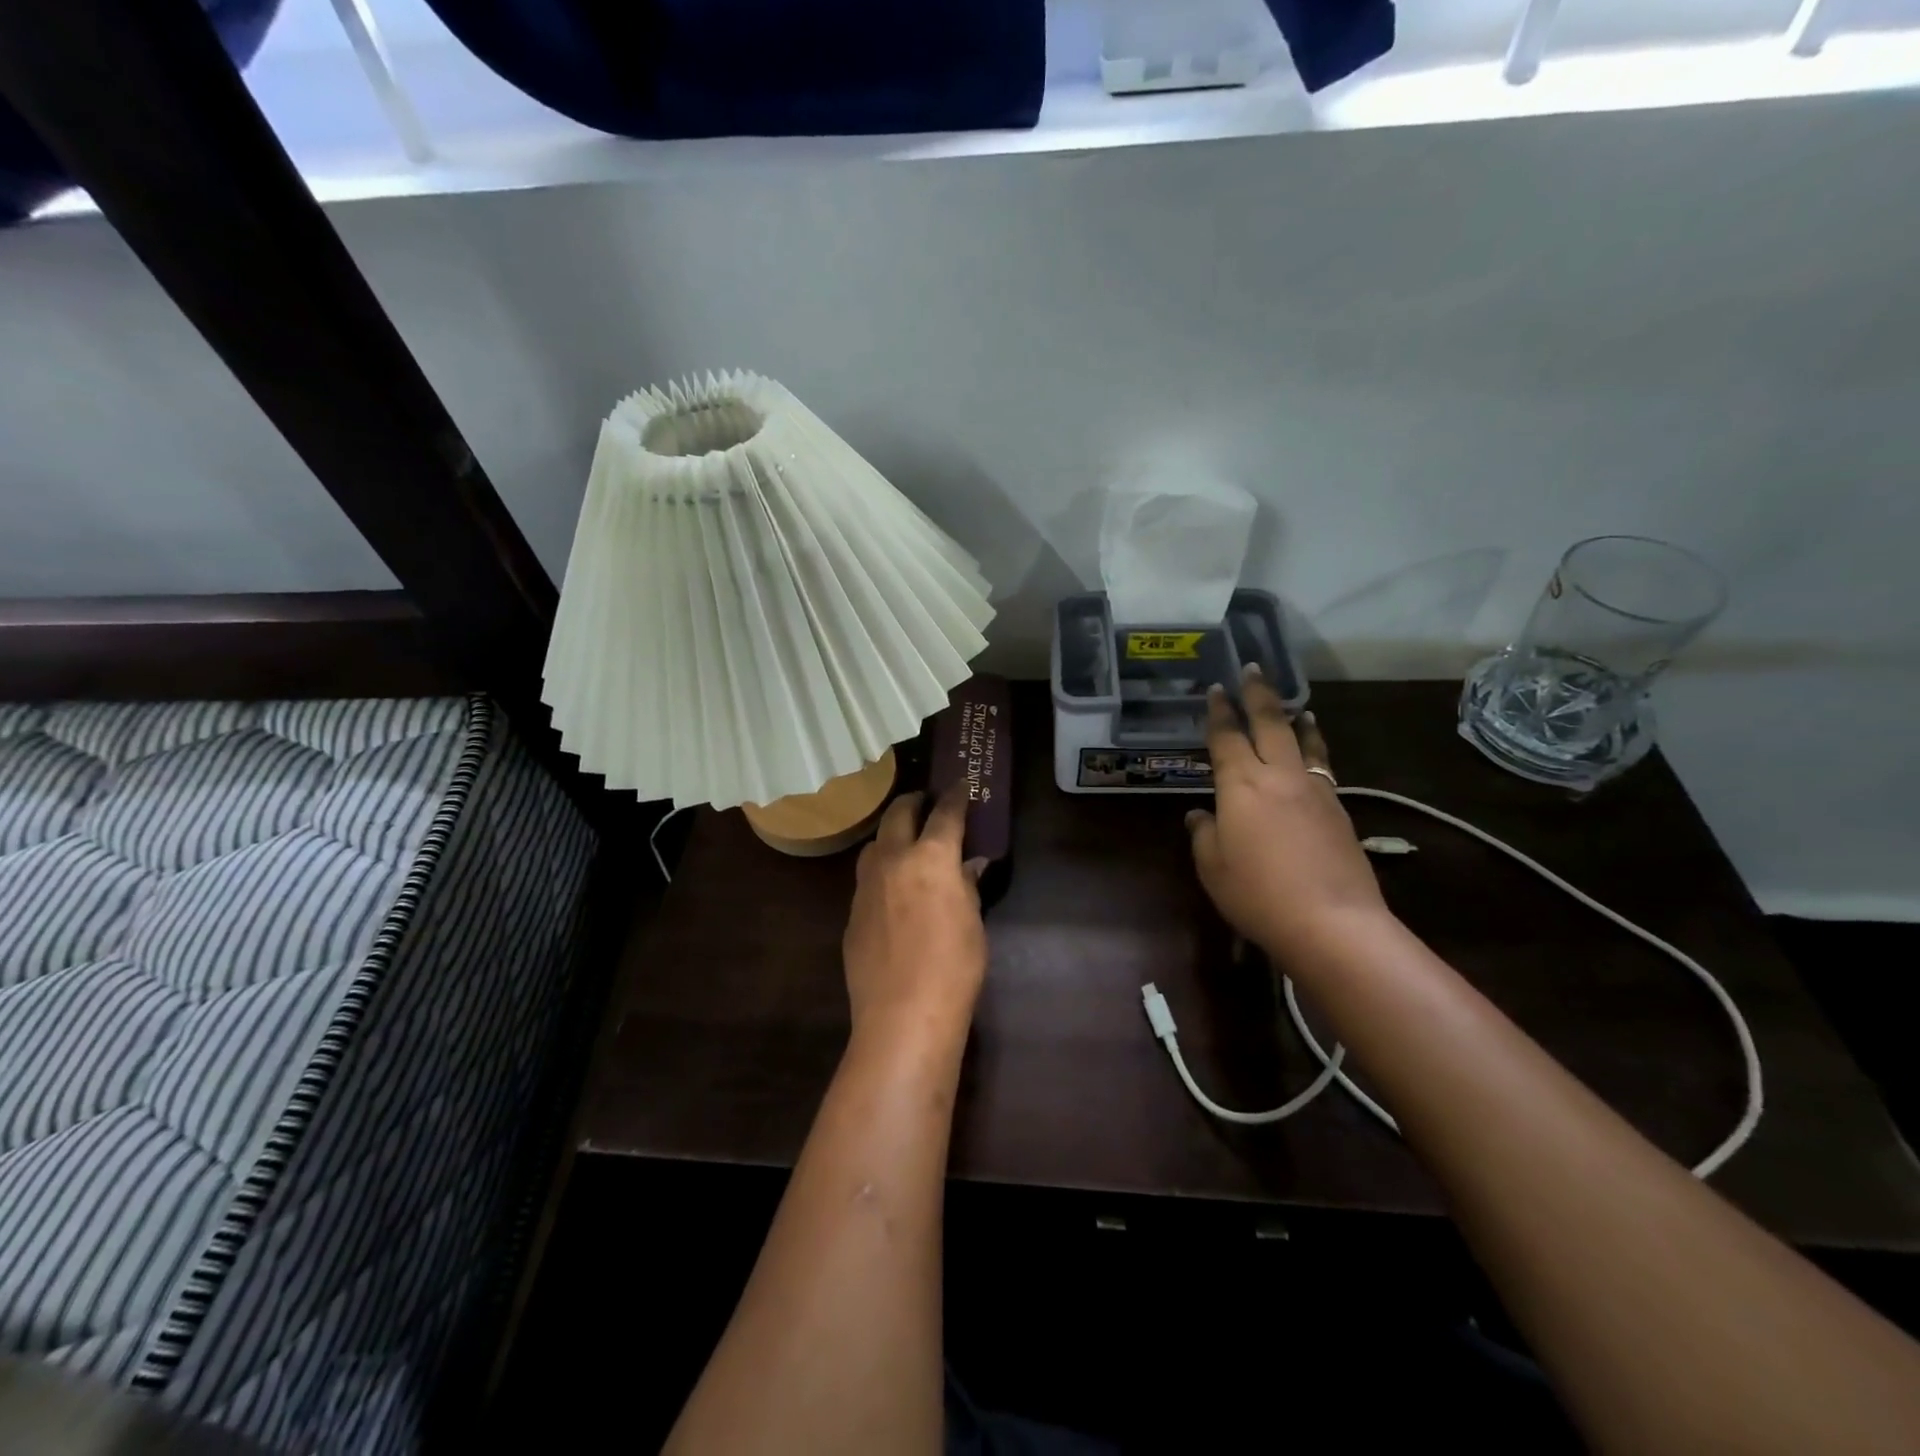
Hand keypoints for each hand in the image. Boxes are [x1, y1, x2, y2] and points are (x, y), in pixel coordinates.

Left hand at [844, 787, 989, 1043]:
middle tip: (926, 801)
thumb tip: (970, 865)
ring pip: (874, 844)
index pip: (945, 814)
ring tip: (905, 842)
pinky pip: (866, 878)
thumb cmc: (953, 967)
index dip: (956, 797)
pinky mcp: (851, 912)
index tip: (962, 785)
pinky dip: (881, 870)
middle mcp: (893, 860)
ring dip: (891, 834)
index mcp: (931, 857)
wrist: (902, 1014)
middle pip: (898, 815)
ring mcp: (866, 885)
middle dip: (914, 802)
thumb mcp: (972, 922)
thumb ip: (967, 885)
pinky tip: (892, 889)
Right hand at [1186, 668, 1392, 969]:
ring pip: (1303, 742)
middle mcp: (1278, 776)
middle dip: (1258, 694)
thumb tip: (1201, 815)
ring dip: (1295, 719)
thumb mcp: (1213, 868)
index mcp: (1240, 785)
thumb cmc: (1257, 894)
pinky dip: (1315, 749)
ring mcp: (1314, 791)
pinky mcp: (1339, 810)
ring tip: (1296, 706)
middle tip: (1253, 669)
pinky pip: (1322, 766)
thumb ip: (1204, 834)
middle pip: (1269, 724)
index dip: (1218, 712)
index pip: (1226, 737)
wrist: (1332, 922)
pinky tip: (1314, 754)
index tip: (1215, 689)